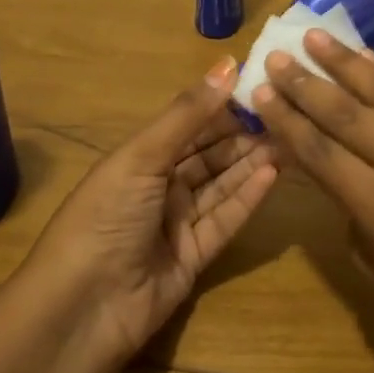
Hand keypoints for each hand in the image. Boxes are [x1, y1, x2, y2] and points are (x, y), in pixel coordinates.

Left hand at [32, 58, 277, 360]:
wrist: (84, 308)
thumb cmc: (105, 217)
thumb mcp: (142, 157)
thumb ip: (188, 114)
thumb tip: (229, 64)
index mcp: (139, 158)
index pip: (189, 124)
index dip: (223, 106)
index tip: (261, 85)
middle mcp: (160, 186)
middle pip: (210, 154)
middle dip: (244, 135)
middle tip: (286, 114)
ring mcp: (178, 222)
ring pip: (222, 184)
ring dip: (251, 162)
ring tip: (290, 140)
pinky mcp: (196, 255)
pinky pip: (226, 219)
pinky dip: (248, 197)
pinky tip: (272, 174)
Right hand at [252, 32, 373, 372]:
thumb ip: (349, 207)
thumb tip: (329, 159)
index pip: (322, 152)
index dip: (287, 119)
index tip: (259, 88)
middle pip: (351, 115)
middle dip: (309, 83)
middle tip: (277, 55)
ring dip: (349, 64)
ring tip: (317, 37)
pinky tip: (369, 63)